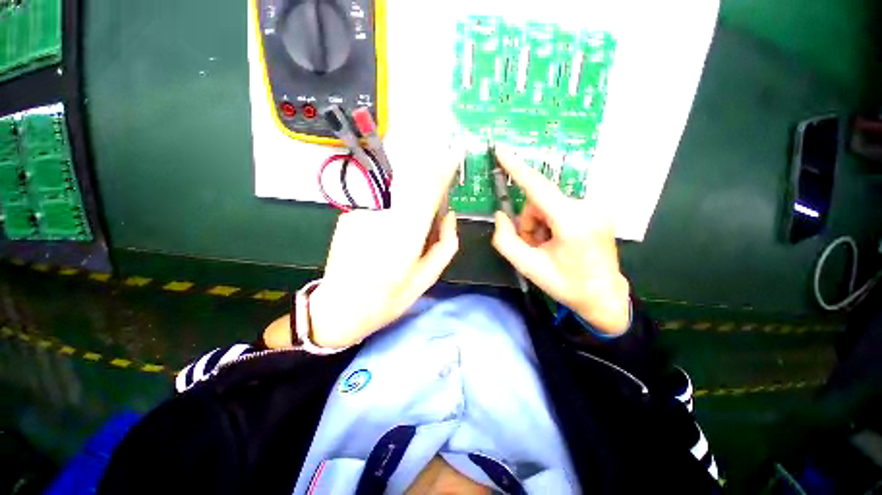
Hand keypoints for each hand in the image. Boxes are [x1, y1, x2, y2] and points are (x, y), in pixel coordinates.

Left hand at [303, 150, 460, 348]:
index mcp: (406, 236)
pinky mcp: (352, 212)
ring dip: (413, 187)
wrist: (340, 307)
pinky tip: (393, 221)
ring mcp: (364, 211)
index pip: (429, 191)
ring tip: (416, 214)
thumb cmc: (389, 298)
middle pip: (413, 181)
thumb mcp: (426, 278)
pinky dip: (395, 199)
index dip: (444, 170)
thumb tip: (450, 215)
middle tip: (442, 185)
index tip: (456, 153)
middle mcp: (384, 216)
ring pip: (397, 185)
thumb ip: (445, 244)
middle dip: (431, 174)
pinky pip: (382, 196)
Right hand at [491, 147, 630, 334]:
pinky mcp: (596, 209)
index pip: (538, 188)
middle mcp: (587, 207)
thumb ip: (505, 239)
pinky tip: (557, 240)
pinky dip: (550, 221)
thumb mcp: (527, 266)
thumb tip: (500, 215)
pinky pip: (560, 206)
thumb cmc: (565, 284)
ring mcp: (595, 207)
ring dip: (539, 223)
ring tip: (545, 245)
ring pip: (548, 203)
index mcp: (571, 221)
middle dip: (529, 221)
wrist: (603, 296)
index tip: (501, 150)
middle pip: (539, 200)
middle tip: (533, 245)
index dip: (517, 168)